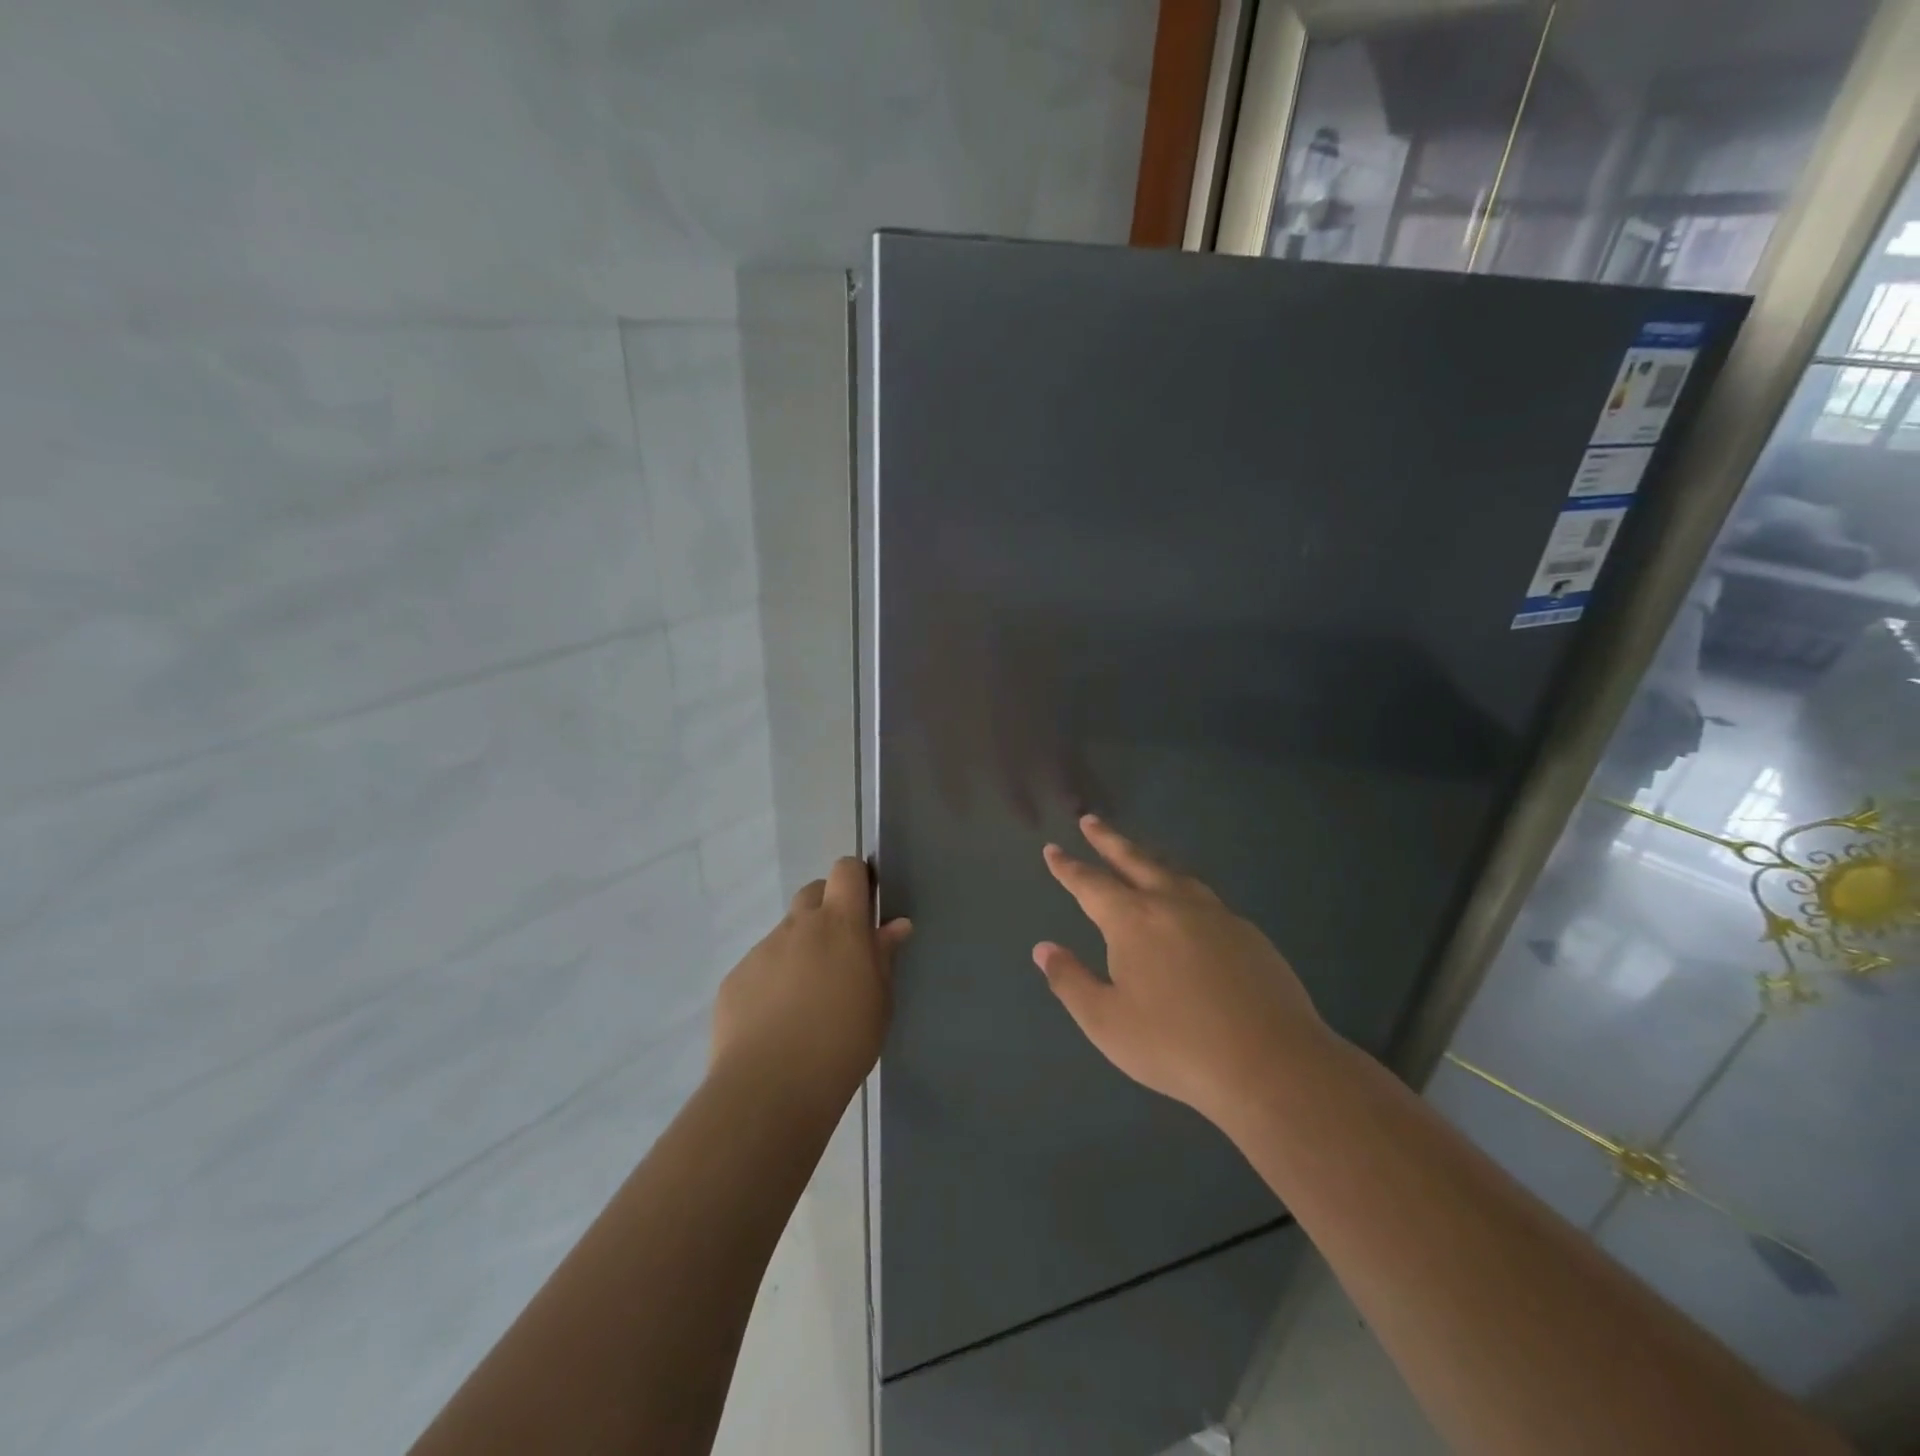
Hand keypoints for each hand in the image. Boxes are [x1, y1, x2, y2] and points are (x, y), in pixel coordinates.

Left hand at [711, 857, 911, 1103]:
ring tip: (806, 1001)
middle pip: (812, 893)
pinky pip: (759, 967)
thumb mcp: (879, 1002)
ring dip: (799, 950)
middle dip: (827, 910)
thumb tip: (894, 926)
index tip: (865, 905)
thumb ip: (883, 957)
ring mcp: (761, 951)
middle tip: (839, 953)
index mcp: (839, 925)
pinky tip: (776, 1022)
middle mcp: (797, 926)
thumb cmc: (842, 1042)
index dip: (856, 879)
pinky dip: (771, 981)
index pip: (846, 870)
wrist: (771, 1088)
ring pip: (785, 934)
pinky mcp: (734, 979)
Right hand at [1034, 815, 1330, 1129]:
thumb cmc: (1174, 1044)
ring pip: (1173, 874)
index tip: (1052, 849)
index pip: (1091, 884)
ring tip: (1138, 855)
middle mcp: (1171, 904)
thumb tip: (1044, 949)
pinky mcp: (1247, 933)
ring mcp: (1214, 915)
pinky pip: (1204, 897)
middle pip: (1134, 861)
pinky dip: (1183, 888)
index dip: (1068, 867)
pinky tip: (1187, 904)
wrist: (1269, 1062)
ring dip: (1148, 859)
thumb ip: (1070, 981)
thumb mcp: (1106, 1022)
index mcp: (1132, 920)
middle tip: (1091, 820)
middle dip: (1108, 840)